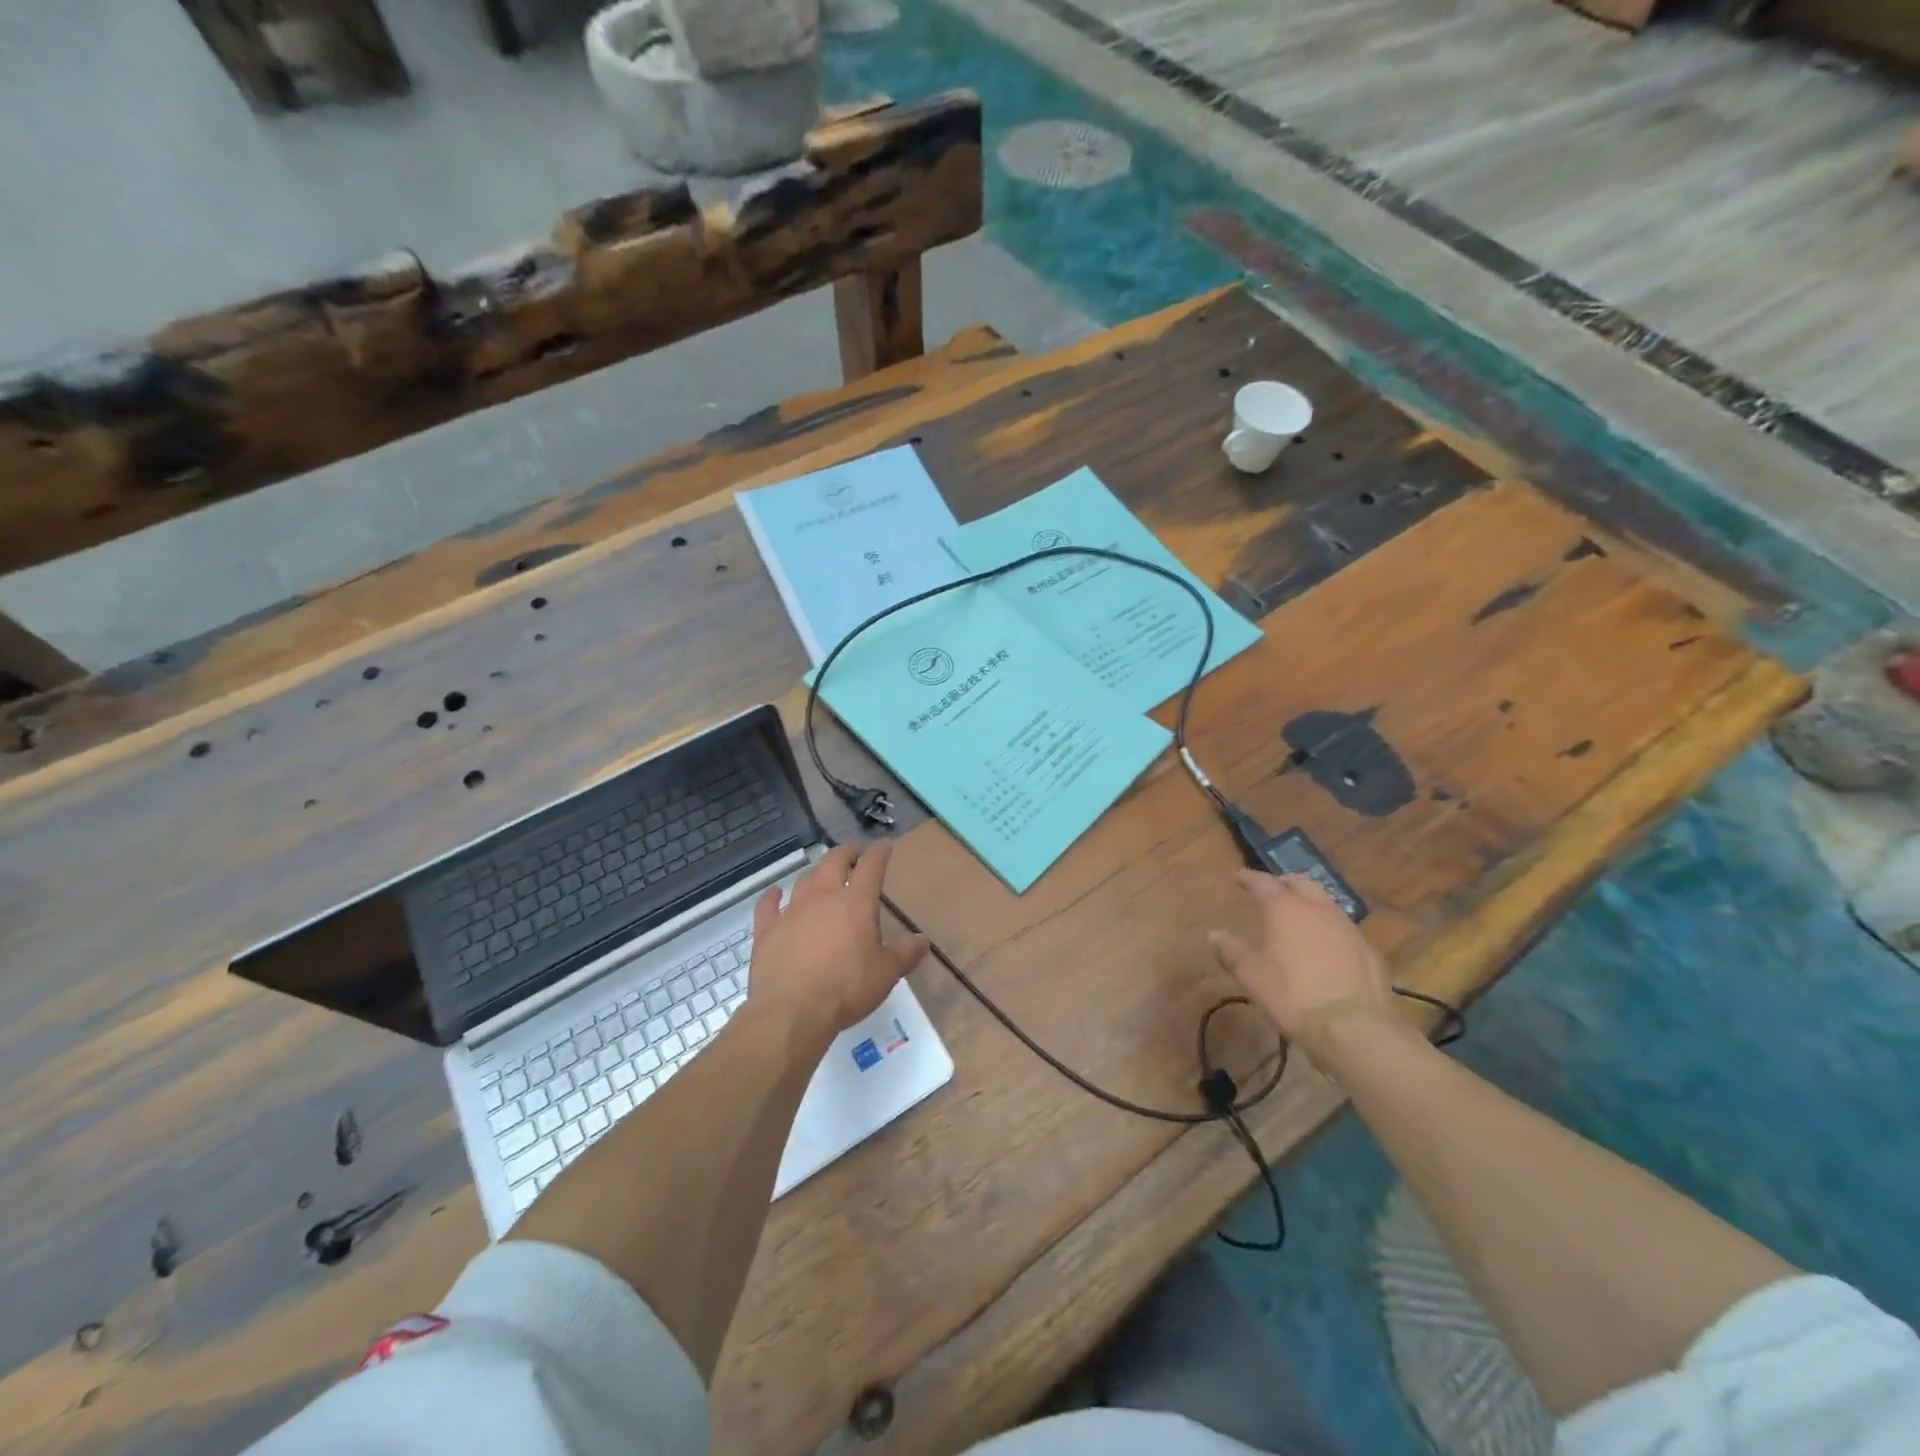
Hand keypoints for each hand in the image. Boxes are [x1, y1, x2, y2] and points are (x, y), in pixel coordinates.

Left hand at [747, 843, 928, 1045]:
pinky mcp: (767, 929)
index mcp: (856, 903)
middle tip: (854, 854)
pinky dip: (773, 897)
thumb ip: (905, 954)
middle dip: (846, 853)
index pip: (871, 866)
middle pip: (834, 862)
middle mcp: (823, 897)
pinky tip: (774, 894)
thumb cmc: (846, 988)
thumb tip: (923, 940)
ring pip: (805, 880)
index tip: (885, 846)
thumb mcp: (886, 974)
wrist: (792, 1011)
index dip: (880, 852)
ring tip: (822, 875)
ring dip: (816, 873)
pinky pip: (768, 905)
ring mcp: (792, 910)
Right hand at [1208, 869, 1390, 1054]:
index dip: (1248, 878)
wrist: (1352, 1028)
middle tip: (1272, 889)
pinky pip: (1344, 930)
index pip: (1263, 882)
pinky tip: (1326, 946)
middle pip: (1300, 883)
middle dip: (1284, 883)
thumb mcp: (1250, 975)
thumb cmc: (1291, 994)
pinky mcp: (1369, 951)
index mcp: (1285, 908)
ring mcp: (1348, 928)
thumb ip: (1231, 951)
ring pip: (1326, 903)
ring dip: (1310, 904)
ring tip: (1300, 915)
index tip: (1238, 877)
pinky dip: (1330, 930)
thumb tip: (1215, 935)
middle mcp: (1318, 909)